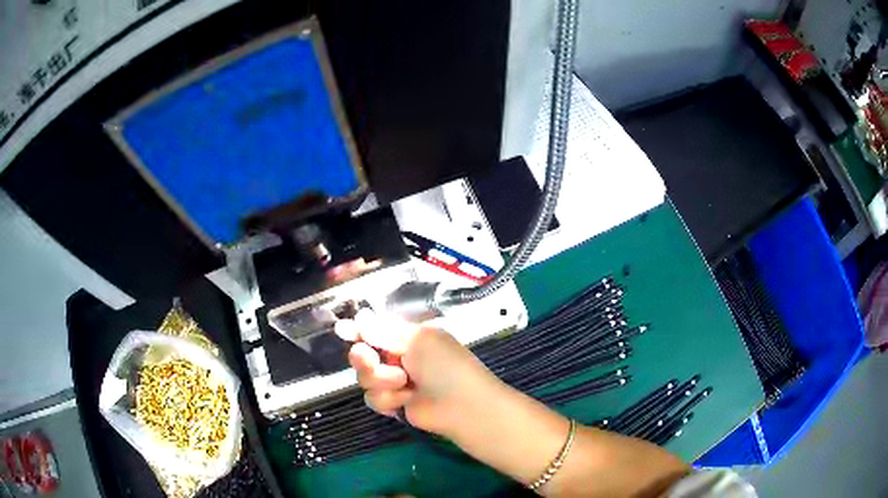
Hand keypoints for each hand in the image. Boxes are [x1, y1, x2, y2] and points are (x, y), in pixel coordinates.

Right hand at [335, 311, 500, 436]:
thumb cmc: (444, 365)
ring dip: (381, 381)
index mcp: (408, 336)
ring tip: (404, 384)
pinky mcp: (393, 403)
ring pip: (364, 378)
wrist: (461, 406)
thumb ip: (385, 331)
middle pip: (362, 354)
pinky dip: (388, 399)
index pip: (375, 329)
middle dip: (364, 359)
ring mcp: (395, 382)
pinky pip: (372, 398)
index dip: (358, 330)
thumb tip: (360, 318)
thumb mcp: (418, 340)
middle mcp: (398, 357)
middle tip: (370, 360)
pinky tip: (405, 400)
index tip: (343, 330)